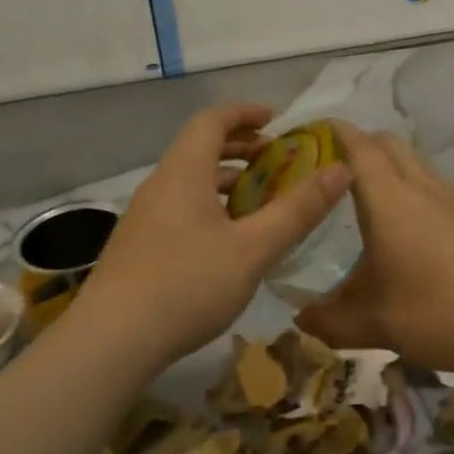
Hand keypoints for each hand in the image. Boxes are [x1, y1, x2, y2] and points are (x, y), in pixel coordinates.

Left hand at [78, 103, 351, 367]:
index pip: (211, 121)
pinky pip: (180, 207)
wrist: (112, 340)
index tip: (274, 119)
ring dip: (226, 180)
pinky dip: (210, 206)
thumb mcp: (253, 248)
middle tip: (275, 160)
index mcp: (183, 172)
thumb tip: (341, 170)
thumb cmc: (187, 285)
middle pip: (199, 149)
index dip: (244, 113)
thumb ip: (297, 210)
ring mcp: (144, 217)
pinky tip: (228, 240)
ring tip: (260, 200)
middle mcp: (160, 185)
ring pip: (189, 182)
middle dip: (240, 147)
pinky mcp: (139, 246)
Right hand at [296, 122, 453, 378]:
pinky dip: (416, 194)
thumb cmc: (441, 312)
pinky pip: (438, 189)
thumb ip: (332, 321)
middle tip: (334, 173)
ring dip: (391, 170)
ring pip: (417, 165)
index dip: (334, 133)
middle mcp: (423, 187)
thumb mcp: (377, 324)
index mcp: (389, 200)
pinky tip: (414, 236)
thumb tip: (302, 320)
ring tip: (371, 206)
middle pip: (389, 144)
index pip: (358, 147)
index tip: (312, 135)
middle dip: (360, 146)